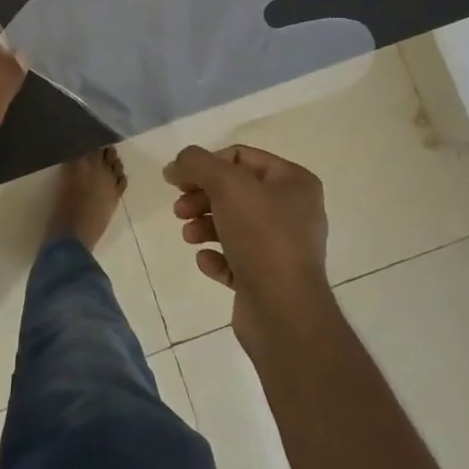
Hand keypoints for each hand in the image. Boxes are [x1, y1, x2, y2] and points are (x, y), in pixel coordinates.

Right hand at [165, 143, 333, 349]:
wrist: (284, 311)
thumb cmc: (262, 236)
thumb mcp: (226, 185)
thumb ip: (196, 164)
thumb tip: (174, 167)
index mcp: (294, 182)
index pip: (240, 157)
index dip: (206, 164)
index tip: (179, 181)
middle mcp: (293, 211)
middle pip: (234, 191)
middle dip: (202, 197)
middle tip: (179, 210)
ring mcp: (283, 247)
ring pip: (232, 224)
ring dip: (204, 225)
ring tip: (189, 236)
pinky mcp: (269, 278)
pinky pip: (235, 258)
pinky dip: (216, 256)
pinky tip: (206, 261)